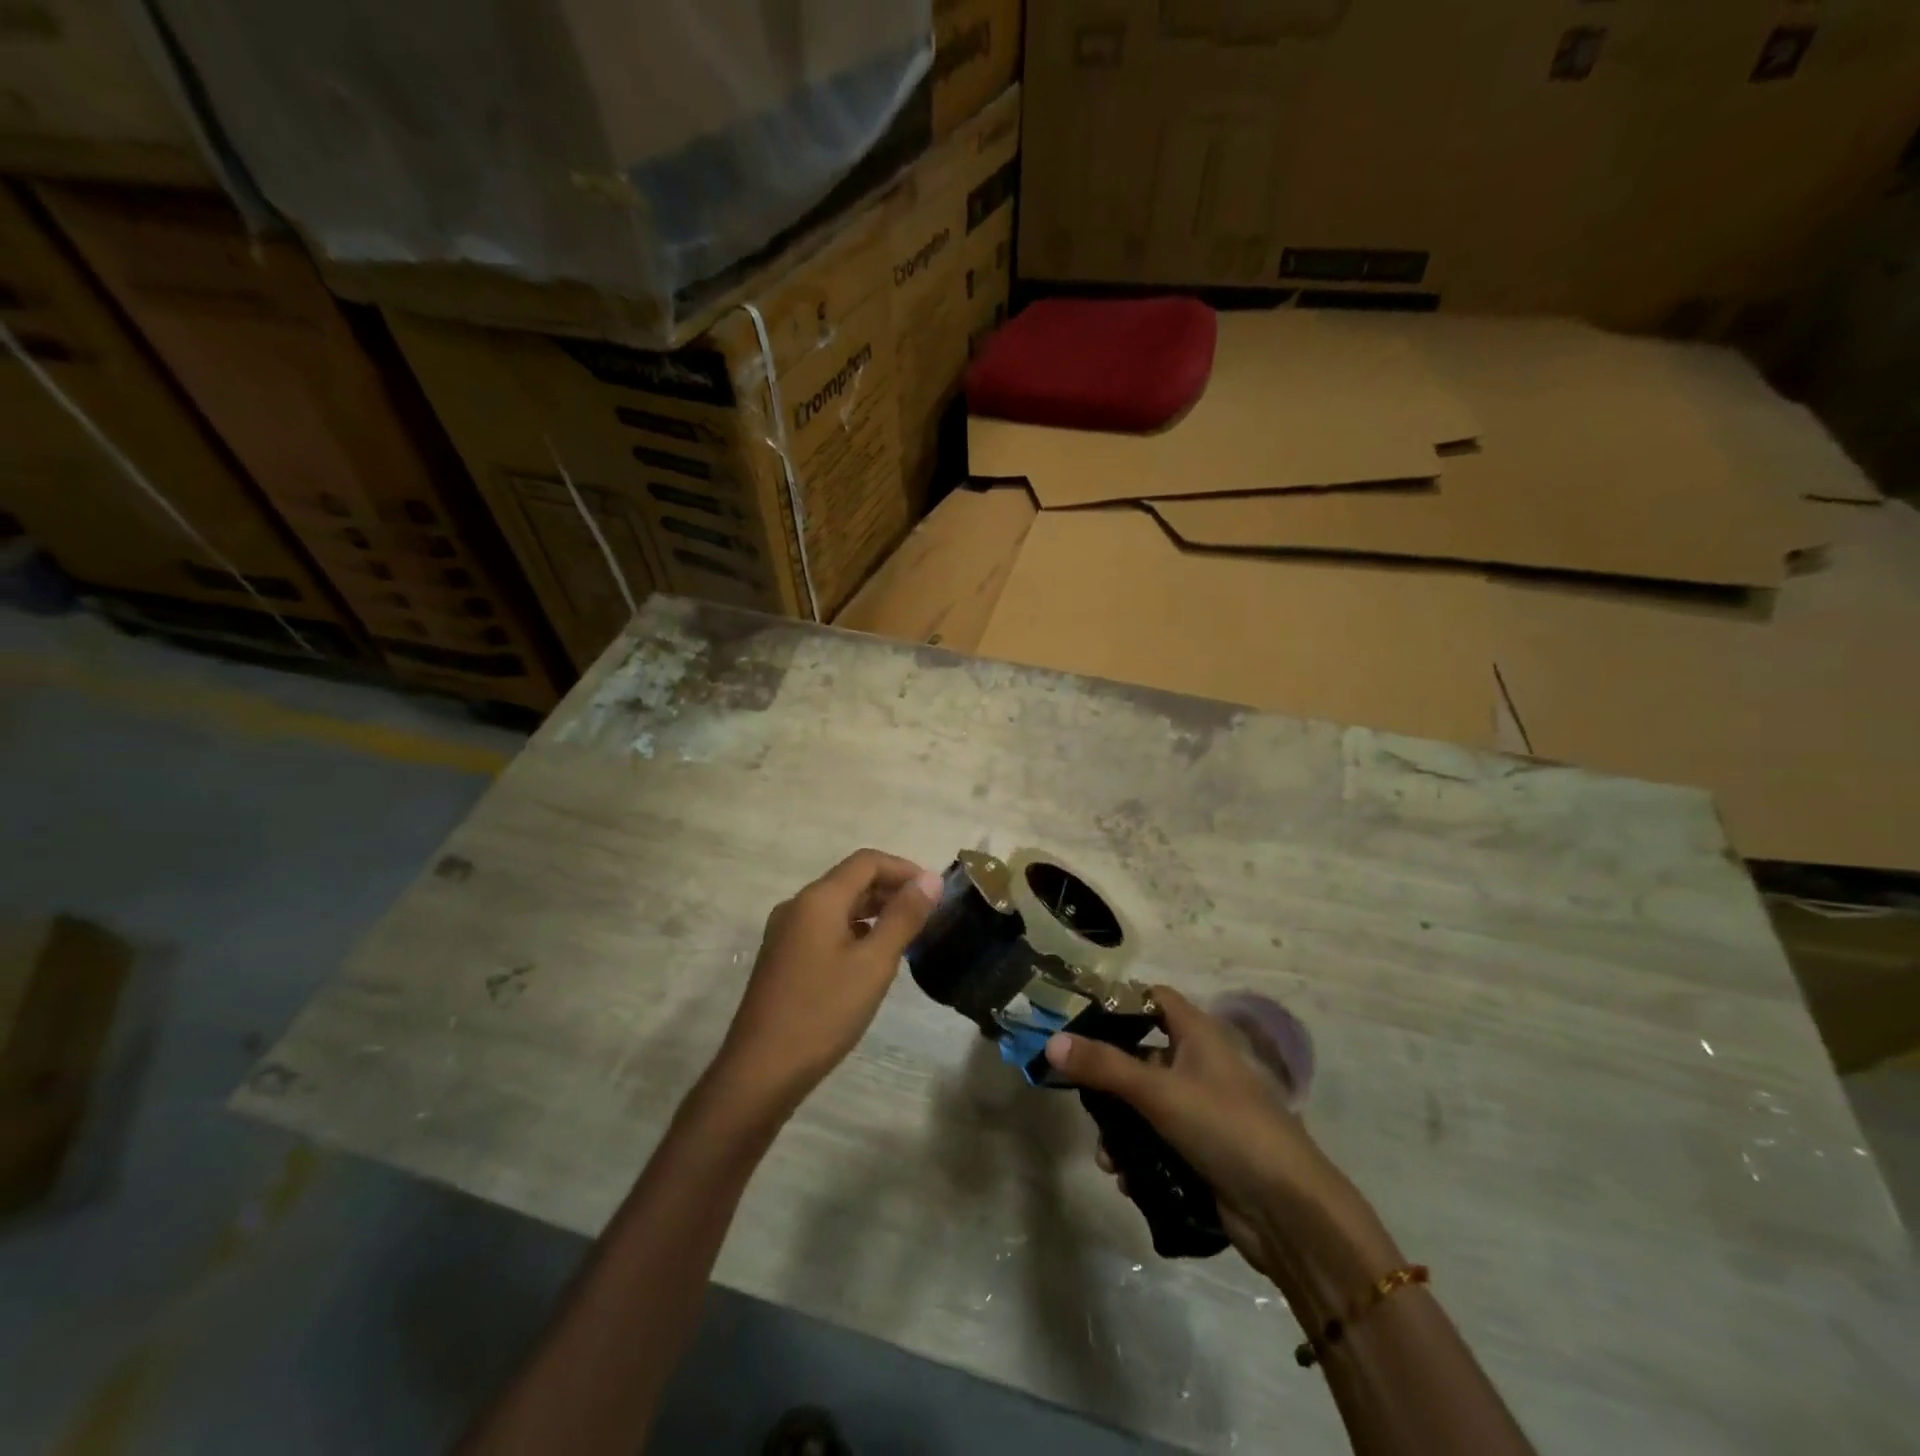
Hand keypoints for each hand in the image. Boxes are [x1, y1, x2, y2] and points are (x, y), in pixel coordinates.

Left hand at [712, 850, 941, 1112]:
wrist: (761, 1071)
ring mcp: (786, 932)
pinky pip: (824, 928)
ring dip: (873, 911)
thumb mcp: (874, 963)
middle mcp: (798, 906)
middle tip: (927, 913)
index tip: (934, 891)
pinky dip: (854, 930)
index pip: (867, 861)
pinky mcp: (783, 957)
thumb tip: (930, 880)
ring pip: (837, 905)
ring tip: (907, 933)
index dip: (903, 868)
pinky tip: (872, 957)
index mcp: (818, 899)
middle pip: (850, 880)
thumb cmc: (823, 1012)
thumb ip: (903, 917)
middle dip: (890, 889)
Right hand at [1044, 987, 1360, 1281]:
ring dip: (1120, 1129)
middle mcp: (1201, 1065)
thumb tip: (1051, 1041)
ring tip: (1106, 1159)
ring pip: (1147, 1105)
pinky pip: (1160, 1143)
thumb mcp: (1158, 1091)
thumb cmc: (1225, 1127)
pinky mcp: (1205, 1151)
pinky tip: (1127, 1181)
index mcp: (1199, 1035)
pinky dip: (1140, 1158)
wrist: (1289, 1212)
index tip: (1079, 1020)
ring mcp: (1204, 1110)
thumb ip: (1103, 1066)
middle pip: (1142, 1055)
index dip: (1120, 1002)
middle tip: (1079, 1096)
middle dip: (1109, 1079)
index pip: (1154, 998)